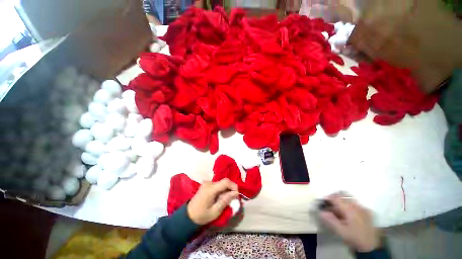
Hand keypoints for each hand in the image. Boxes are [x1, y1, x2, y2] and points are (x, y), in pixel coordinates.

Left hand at [187, 178, 238, 224]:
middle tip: (233, 198)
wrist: (188, 216)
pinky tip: (221, 197)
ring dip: (226, 189)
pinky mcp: (206, 184)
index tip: (237, 194)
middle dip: (230, 188)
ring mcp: (207, 183)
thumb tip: (235, 193)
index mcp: (210, 189)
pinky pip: (217, 184)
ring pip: (221, 183)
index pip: (225, 182)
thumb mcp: (215, 211)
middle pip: (224, 182)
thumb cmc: (202, 216)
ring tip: (227, 198)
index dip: (233, 186)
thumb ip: (225, 200)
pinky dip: (221, 189)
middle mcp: (209, 183)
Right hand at [319, 194, 380, 251]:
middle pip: (343, 196)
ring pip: (349, 199)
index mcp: (350, 209)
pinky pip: (356, 204)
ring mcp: (364, 208)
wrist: (371, 247)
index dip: (328, 198)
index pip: (336, 198)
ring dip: (342, 201)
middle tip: (329, 204)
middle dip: (335, 198)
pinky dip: (349, 204)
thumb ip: (330, 220)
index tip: (322, 201)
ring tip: (337, 208)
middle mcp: (357, 206)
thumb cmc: (354, 238)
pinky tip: (347, 212)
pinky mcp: (368, 212)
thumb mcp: (340, 231)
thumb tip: (321, 211)